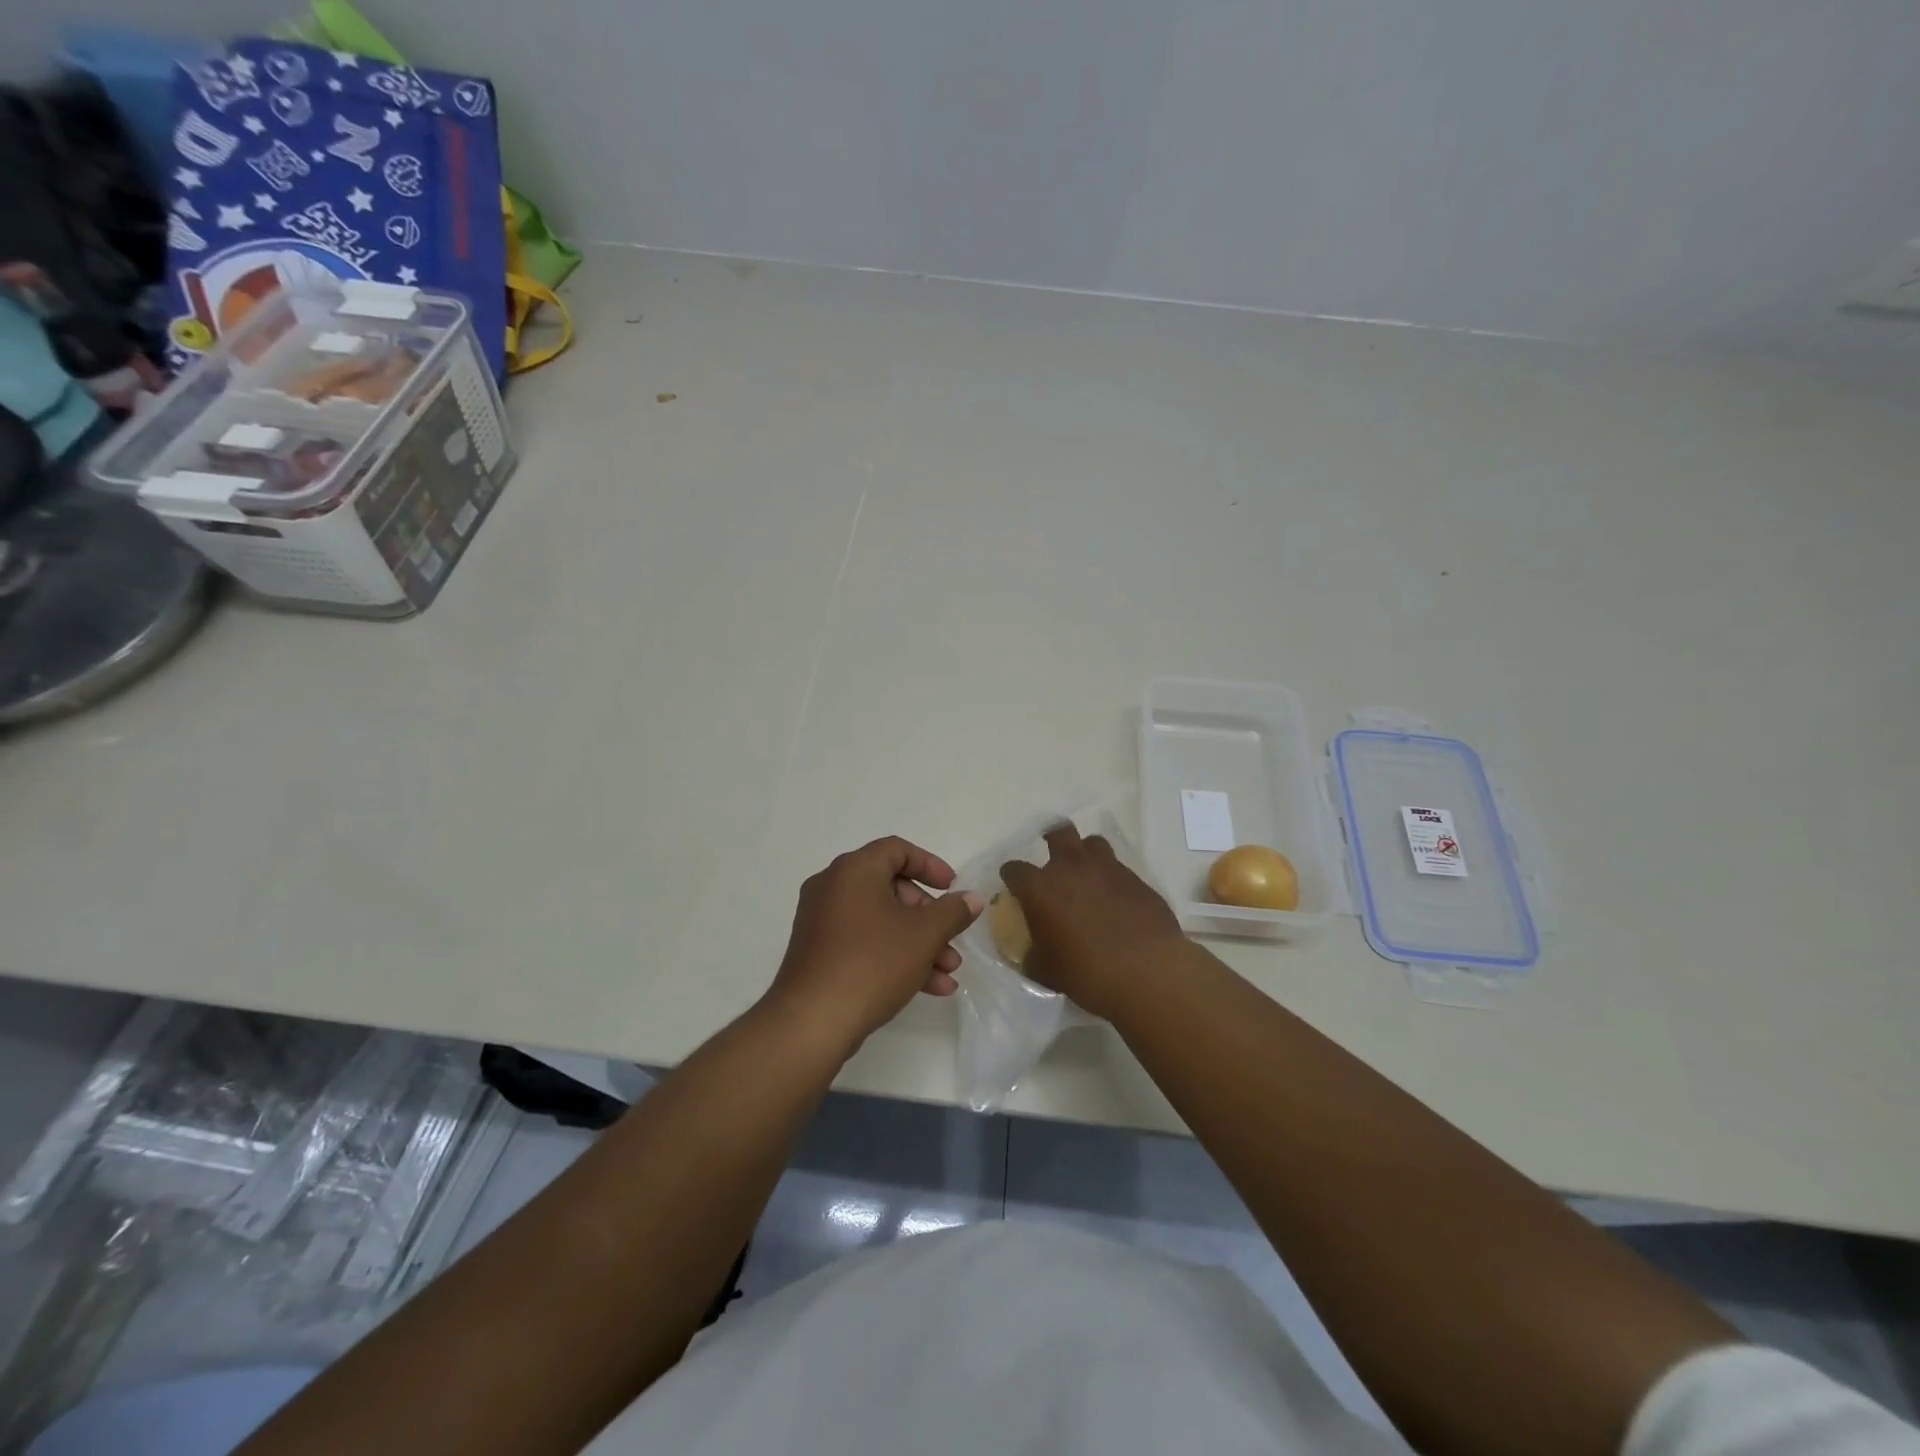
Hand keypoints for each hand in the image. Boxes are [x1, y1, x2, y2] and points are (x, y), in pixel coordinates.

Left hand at [765, 837, 982, 1054]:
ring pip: (881, 921)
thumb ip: (953, 912)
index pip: (897, 850)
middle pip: (891, 888)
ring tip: (948, 972)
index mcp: (854, 870)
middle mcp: (832, 887)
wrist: (812, 1022)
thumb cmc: (872, 963)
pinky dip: (894, 955)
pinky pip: (864, 942)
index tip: (952, 889)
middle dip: (929, 916)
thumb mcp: (924, 935)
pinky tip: (929, 987)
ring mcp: (822, 921)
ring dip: (918, 942)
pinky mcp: (819, 952)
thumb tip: (972, 898)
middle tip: (950, 939)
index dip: (930, 865)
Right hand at [1000, 822, 1186, 1018]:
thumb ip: (1032, 955)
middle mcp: (1071, 868)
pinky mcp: (1136, 879)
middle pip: (1059, 833)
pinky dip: (1111, 878)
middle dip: (1052, 838)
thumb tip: (1031, 953)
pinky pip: (1118, 868)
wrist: (1147, 972)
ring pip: (1093, 843)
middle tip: (1052, 855)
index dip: (1012, 875)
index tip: (1013, 884)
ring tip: (1086, 872)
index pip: (1015, 869)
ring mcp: (1107, 869)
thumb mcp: (1046, 971)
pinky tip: (1115, 899)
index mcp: (1041, 888)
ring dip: (1085, 853)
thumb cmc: (1087, 973)